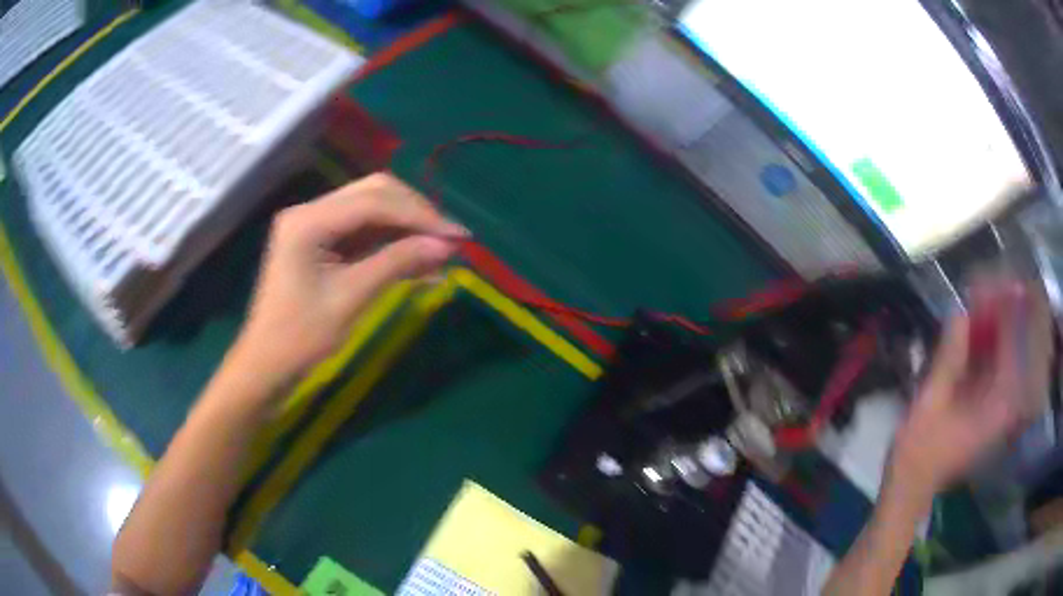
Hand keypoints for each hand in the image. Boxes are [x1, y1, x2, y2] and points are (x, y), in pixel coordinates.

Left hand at [230, 173, 466, 393]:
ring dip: (407, 229)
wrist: (268, 365)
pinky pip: (365, 233)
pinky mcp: (322, 242)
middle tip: (450, 240)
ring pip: (373, 211)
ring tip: (442, 253)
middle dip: (415, 214)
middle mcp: (311, 211)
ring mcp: (315, 225)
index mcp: (308, 221)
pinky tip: (420, 263)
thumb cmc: (301, 337)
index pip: (373, 201)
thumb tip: (447, 246)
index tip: (458, 235)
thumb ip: (397, 263)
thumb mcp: (352, 298)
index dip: (419, 215)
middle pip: (374, 194)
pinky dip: (393, 244)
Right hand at [890, 280, 1053, 500]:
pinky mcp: (985, 404)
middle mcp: (1003, 403)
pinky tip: (973, 325)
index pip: (1015, 348)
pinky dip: (986, 342)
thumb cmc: (918, 451)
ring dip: (995, 324)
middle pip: (1015, 346)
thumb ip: (948, 357)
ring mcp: (995, 404)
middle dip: (1005, 312)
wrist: (910, 487)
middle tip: (989, 283)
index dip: (1011, 312)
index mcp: (996, 406)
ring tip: (979, 296)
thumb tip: (959, 310)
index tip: (1002, 281)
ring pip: (1004, 352)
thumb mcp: (930, 403)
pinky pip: (993, 363)